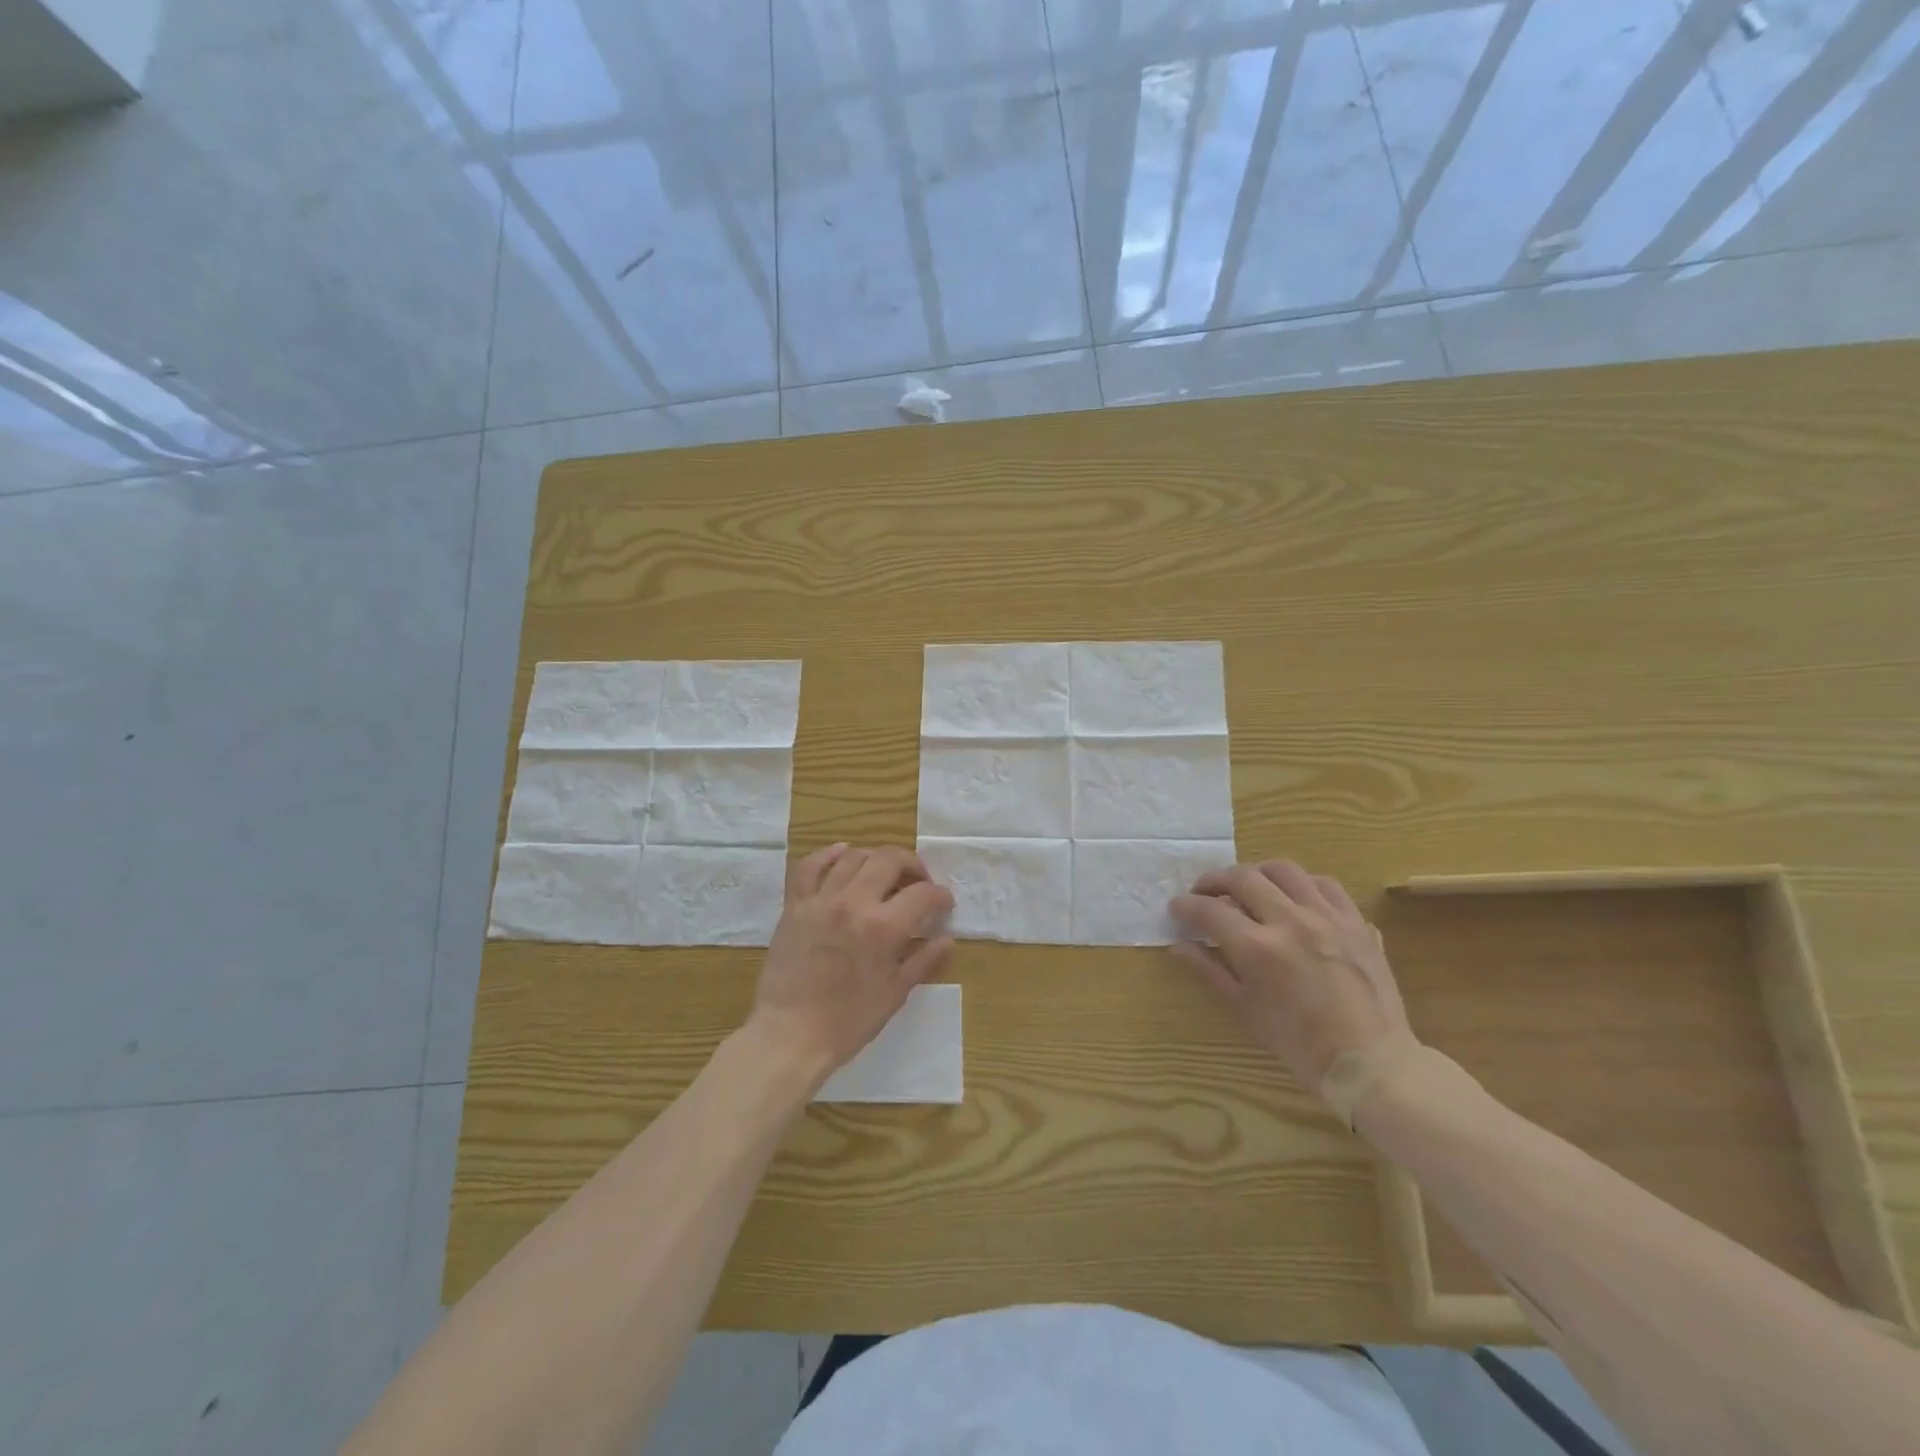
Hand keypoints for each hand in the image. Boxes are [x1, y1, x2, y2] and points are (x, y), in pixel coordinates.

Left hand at [749, 843, 954, 1081]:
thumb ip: (923, 961)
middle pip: (889, 859)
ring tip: (883, 873)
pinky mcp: (794, 906)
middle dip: (912, 865)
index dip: (940, 895)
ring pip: (852, 856)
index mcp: (883, 927)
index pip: (923, 894)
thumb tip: (947, 940)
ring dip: (875, 859)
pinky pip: (809, 867)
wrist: (790, 1034)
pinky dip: (827, 854)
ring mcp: (820, 900)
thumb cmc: (848, 1021)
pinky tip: (842, 854)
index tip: (944, 904)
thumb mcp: (895, 994)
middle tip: (918, 881)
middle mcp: (853, 903)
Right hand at [1170, 860, 1411, 1094]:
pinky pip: (1324, 884)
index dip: (1186, 906)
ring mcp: (1327, 917)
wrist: (1369, 1062)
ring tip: (1248, 888)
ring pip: (1284, 870)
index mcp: (1258, 948)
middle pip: (1243, 877)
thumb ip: (1210, 970)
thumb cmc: (1300, 1044)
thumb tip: (1179, 946)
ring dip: (1257, 873)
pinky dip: (1301, 884)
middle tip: (1204, 893)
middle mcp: (1290, 921)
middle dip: (1214, 880)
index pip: (1209, 910)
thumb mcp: (1245, 1010)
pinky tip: (1293, 898)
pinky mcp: (1355, 921)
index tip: (1177, 908)